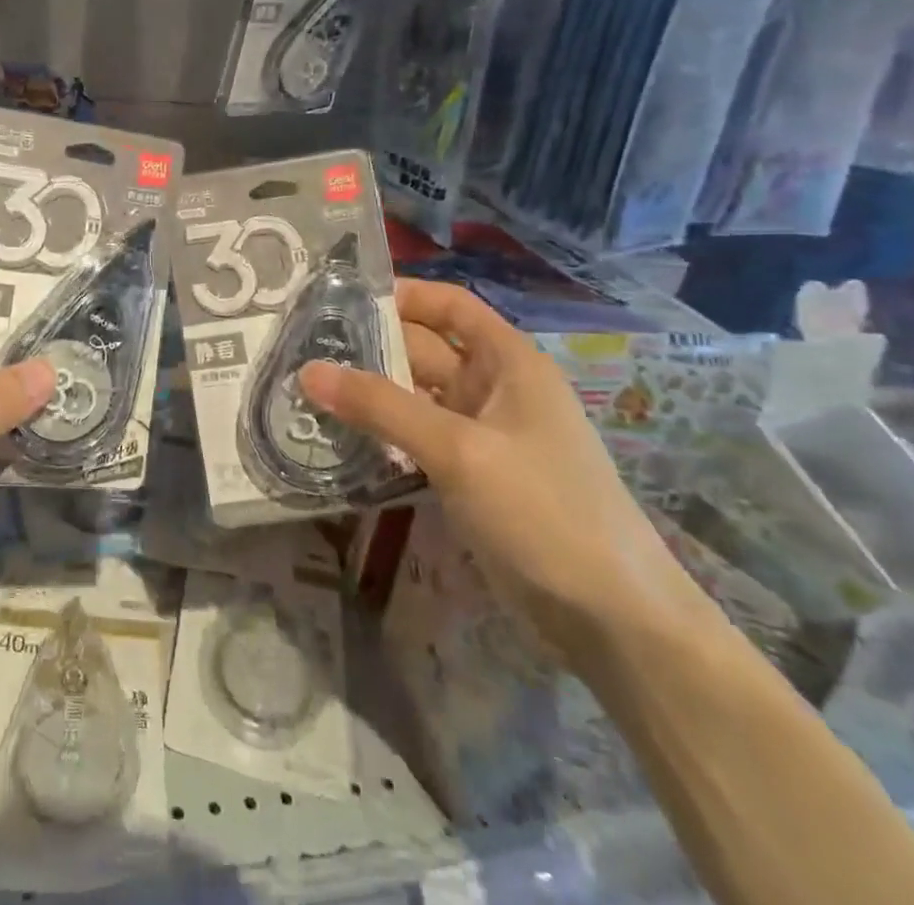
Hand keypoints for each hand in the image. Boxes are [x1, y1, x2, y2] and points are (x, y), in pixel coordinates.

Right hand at [299, 281, 707, 660]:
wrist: (612, 619)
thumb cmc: (545, 511)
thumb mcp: (459, 450)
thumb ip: (382, 407)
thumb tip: (308, 370)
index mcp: (508, 362)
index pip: (449, 306)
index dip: (401, 295)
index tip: (339, 299)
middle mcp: (494, 389)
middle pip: (424, 350)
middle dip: (369, 347)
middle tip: (301, 348)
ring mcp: (481, 435)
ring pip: (414, 397)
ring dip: (369, 394)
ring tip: (305, 389)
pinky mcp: (469, 476)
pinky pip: (416, 439)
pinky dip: (382, 434)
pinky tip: (338, 437)